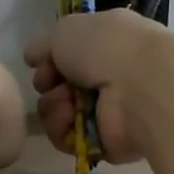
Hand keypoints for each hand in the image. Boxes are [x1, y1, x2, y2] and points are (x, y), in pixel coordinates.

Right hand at [24, 9, 163, 164]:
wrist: (141, 86)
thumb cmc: (106, 48)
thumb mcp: (66, 30)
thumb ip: (44, 44)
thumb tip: (32, 57)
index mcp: (106, 45)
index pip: (67, 57)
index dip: (48, 61)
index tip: (41, 64)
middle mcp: (108, 78)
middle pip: (58, 88)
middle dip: (48, 86)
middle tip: (53, 84)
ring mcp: (107, 113)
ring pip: (59, 114)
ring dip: (54, 107)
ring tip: (67, 102)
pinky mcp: (103, 143)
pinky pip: (67, 140)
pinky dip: (63, 129)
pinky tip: (73, 119)